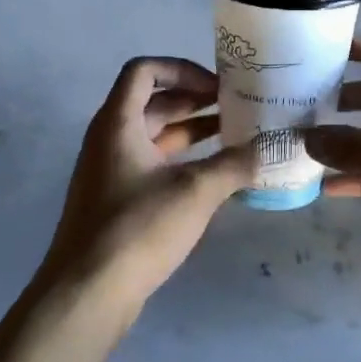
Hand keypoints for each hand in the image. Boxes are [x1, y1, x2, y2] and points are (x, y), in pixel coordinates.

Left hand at [41, 57, 256, 308]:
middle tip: (236, 106)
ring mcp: (111, 172)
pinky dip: (182, 161)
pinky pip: (152, 165)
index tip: (216, 87)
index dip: (181, 69)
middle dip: (194, 100)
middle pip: (152, 103)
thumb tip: (272, 147)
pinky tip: (214, 176)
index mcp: (118, 123)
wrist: (87, 292)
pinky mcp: (117, 201)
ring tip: (234, 136)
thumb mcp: (195, 192)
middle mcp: (109, 139)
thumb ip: (235, 164)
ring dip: (191, 131)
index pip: (144, 71)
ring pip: (154, 136)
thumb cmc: (137, 228)